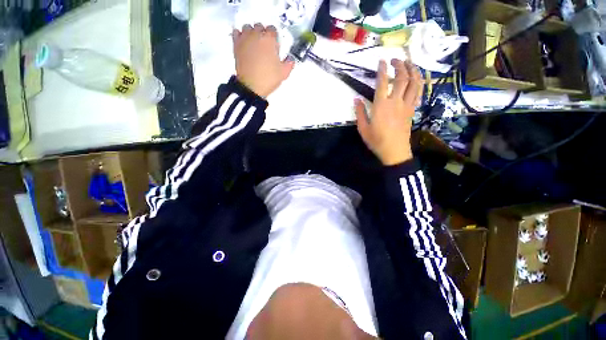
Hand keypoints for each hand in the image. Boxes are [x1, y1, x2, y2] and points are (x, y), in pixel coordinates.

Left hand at [232, 23, 294, 97]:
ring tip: (255, 44)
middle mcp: (256, 35)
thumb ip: (289, 63)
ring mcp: (245, 39)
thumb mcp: (283, 73)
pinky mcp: (236, 45)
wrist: (251, 87)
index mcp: (269, 40)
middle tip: (265, 46)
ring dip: (251, 33)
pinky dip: (240, 35)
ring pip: (248, 27)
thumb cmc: (267, 79)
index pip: (272, 29)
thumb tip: (290, 59)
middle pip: (260, 26)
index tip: (275, 45)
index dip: (274, 37)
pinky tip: (244, 42)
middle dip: (263, 34)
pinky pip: (236, 32)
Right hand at [355, 59, 421, 165]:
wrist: (394, 151)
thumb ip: (360, 112)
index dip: (382, 70)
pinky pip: (419, 92)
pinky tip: (417, 78)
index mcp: (381, 106)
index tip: (382, 60)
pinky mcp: (412, 110)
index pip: (383, 83)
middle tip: (395, 59)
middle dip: (399, 65)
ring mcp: (407, 105)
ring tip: (409, 63)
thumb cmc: (376, 140)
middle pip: (402, 78)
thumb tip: (356, 99)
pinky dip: (419, 82)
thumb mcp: (363, 128)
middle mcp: (396, 102)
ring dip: (413, 70)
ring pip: (414, 82)